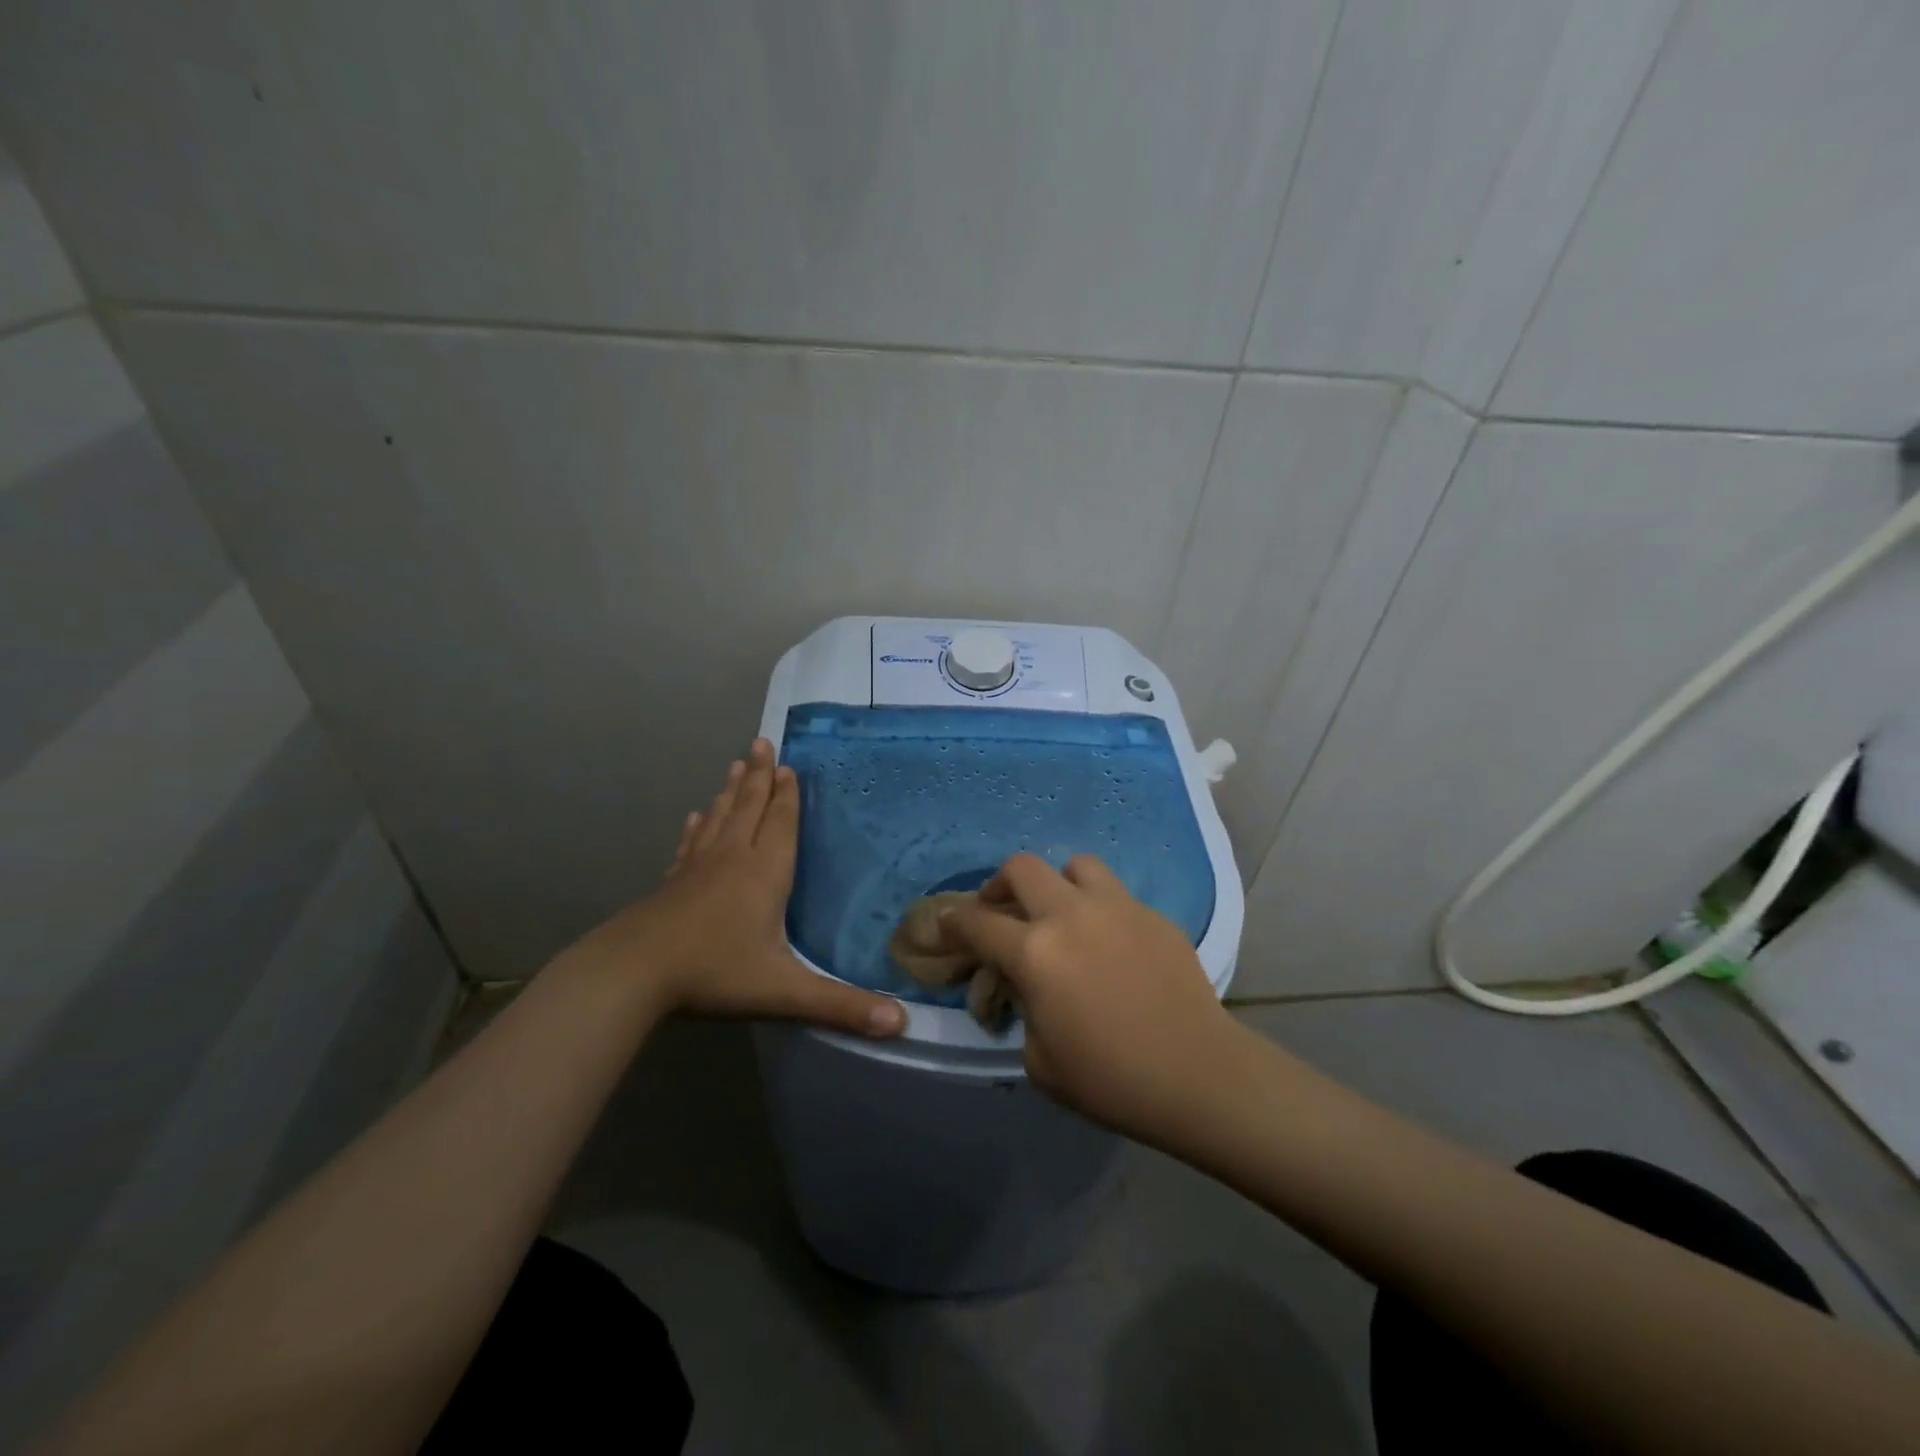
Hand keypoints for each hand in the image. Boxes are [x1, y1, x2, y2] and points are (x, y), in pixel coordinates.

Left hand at [565, 739, 906, 1037]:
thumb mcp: (784, 991)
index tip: (788, 765)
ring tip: (736, 764)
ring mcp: (697, 868)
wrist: (632, 973)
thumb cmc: (714, 972)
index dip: (786, 794)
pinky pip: (690, 844)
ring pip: (719, 818)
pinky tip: (695, 818)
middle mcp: (732, 858)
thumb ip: (842, 1006)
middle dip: (758, 775)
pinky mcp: (671, 883)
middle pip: (748, 806)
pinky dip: (697, 827)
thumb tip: (903, 1025)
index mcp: (764, 872)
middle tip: (761, 742)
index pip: (780, 822)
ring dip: (730, 790)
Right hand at [943, 854, 1235, 1140]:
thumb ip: (1021, 1009)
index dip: (953, 921)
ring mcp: (1116, 907)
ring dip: (1057, 884)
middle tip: (1001, 911)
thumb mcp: (1039, 1059)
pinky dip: (1099, 909)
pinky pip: (1115, 894)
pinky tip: (1109, 943)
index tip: (946, 924)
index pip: (976, 922)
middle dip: (999, 885)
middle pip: (1021, 868)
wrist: (1197, 1075)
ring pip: (1075, 865)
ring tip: (1062, 914)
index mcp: (1035, 953)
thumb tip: (1022, 984)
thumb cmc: (1110, 1079)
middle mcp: (1070, 915)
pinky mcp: (1152, 914)